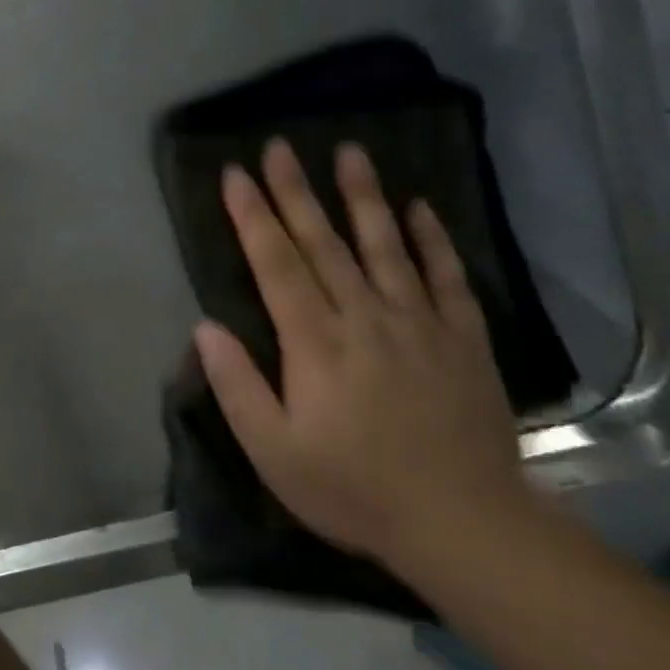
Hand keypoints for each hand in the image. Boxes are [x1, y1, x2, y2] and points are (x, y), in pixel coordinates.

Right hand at [193, 139, 530, 571]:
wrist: (463, 523)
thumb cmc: (352, 489)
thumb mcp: (273, 450)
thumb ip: (237, 385)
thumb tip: (206, 327)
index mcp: (315, 344)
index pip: (276, 265)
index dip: (253, 217)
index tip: (236, 174)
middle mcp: (365, 319)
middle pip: (324, 243)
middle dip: (296, 192)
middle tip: (279, 146)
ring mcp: (419, 325)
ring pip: (385, 246)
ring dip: (363, 197)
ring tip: (349, 151)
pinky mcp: (462, 339)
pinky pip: (445, 277)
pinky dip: (431, 239)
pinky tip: (418, 208)